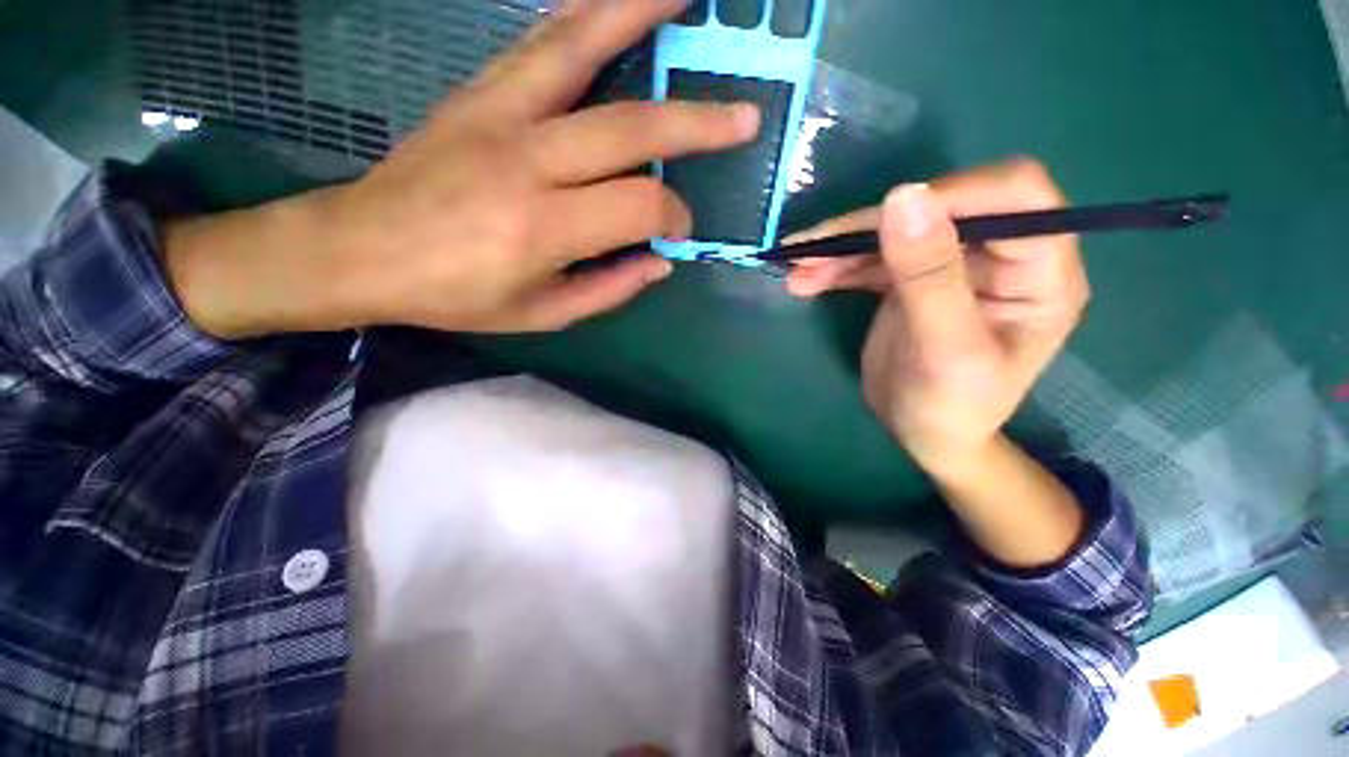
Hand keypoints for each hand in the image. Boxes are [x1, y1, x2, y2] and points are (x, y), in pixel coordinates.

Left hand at [166, 0, 759, 338]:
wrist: (362, 250)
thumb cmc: (457, 296)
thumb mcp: (542, 315)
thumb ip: (608, 289)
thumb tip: (660, 261)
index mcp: (543, 229)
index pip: (638, 205)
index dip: (672, 216)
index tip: (679, 229)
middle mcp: (526, 162)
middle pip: (630, 127)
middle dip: (696, 123)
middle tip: (744, 116)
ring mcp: (498, 115)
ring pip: (580, 50)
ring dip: (639, 16)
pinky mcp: (477, 93)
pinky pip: (539, 43)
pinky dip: (583, 16)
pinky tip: (611, 3)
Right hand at [788, 160, 1088, 470]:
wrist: (923, 435)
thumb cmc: (950, 407)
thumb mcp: (946, 350)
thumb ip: (930, 277)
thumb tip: (904, 197)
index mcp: (1038, 272)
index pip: (1014, 196)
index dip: (951, 193)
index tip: (883, 216)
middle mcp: (998, 257)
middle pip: (939, 208)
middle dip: (870, 225)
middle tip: (811, 250)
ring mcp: (949, 265)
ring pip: (895, 231)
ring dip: (841, 247)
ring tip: (797, 267)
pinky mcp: (911, 279)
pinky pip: (872, 258)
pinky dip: (836, 266)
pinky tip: (805, 280)